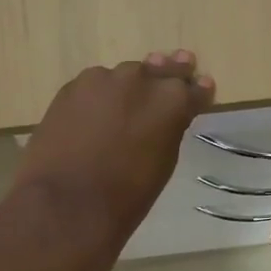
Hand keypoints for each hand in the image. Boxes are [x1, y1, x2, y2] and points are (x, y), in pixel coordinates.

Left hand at [11, 51, 214, 255]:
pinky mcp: (71, 87)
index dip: (198, 90)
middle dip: (170, 72)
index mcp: (171, 100)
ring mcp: (102, 79)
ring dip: (131, 85)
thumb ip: (168, 130)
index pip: (193, 87)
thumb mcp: (163, 162)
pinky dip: (101, 95)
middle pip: (160, 70)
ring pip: (124, 76)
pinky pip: (95, 86)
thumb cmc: (127, 195)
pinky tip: (98, 109)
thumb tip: (166, 118)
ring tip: (132, 96)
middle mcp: (140, 79)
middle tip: (179, 66)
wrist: (67, 203)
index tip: (203, 87)